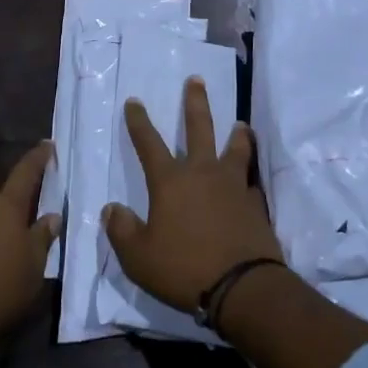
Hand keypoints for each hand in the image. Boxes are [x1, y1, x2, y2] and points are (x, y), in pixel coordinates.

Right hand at [104, 77, 283, 313]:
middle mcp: (202, 172)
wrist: (243, 286)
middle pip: (199, 128)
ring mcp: (233, 185)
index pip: (148, 143)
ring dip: (236, 133)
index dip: (139, 121)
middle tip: (196, 80)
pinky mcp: (256, 203)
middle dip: (195, 102)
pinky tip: (251, 178)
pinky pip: (252, 180)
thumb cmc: (183, 268)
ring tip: (240, 123)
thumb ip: (121, 230)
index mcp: (170, 181)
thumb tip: (111, 209)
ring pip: (235, 148)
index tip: (134, 101)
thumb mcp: (138, 257)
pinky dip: (250, 174)